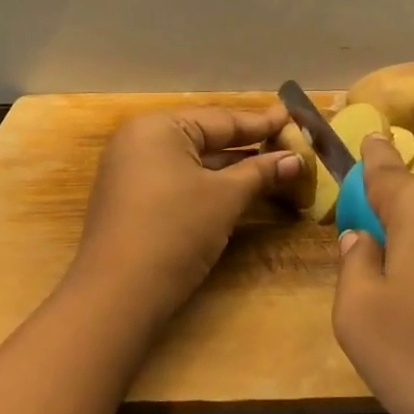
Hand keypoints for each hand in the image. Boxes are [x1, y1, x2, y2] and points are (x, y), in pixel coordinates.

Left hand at [68, 105, 303, 321]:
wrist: (116, 296)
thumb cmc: (175, 231)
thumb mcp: (224, 198)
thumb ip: (261, 173)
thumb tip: (297, 159)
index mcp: (158, 127)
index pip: (221, 119)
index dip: (261, 122)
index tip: (293, 116)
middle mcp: (140, 140)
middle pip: (206, 138)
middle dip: (249, 146)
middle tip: (290, 142)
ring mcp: (131, 172)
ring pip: (193, 162)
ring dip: (232, 168)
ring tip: (275, 166)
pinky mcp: (132, 201)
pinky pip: (178, 180)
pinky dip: (209, 184)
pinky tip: (240, 189)